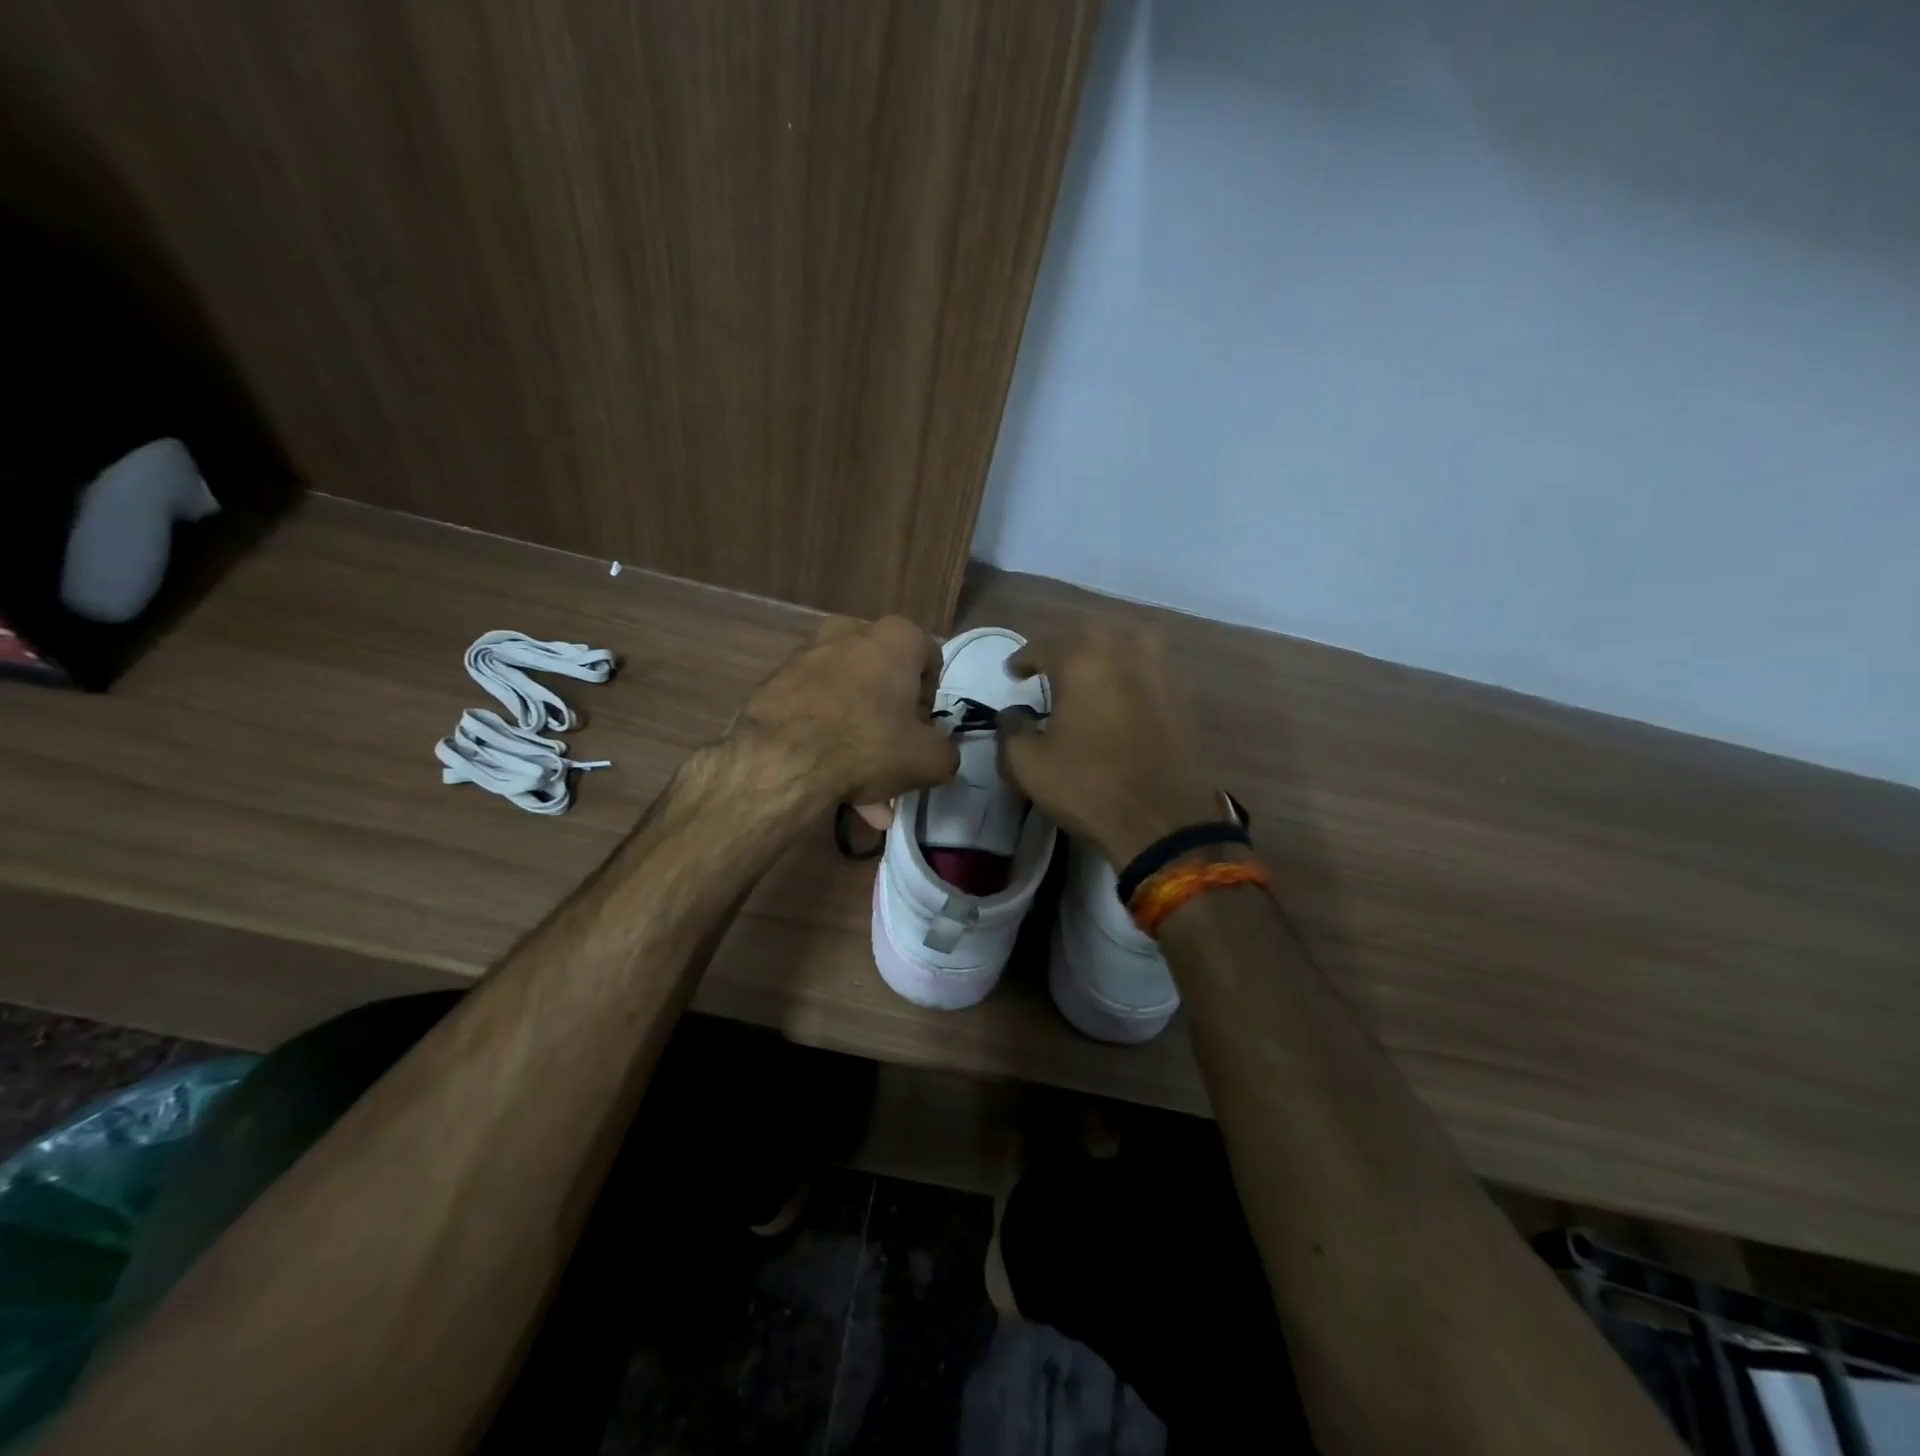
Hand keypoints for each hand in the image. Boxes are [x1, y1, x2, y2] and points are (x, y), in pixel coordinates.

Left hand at [737, 614, 958, 811]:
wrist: (781, 760)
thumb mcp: (930, 760)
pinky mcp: (775, 681)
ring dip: (856, 735)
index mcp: (896, 637)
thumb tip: (938, 751)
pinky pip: (813, 709)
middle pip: (883, 678)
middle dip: (889, 720)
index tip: (921, 731)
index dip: (929, 700)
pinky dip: (824, 736)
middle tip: (891, 760)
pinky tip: (827, 778)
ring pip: (846, 697)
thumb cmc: (868, 745)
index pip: (930, 659)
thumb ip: (946, 752)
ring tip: (860, 788)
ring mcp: (807, 654)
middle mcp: (850, 631)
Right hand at [995, 624, 1219, 865]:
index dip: (1023, 658)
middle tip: (1048, 667)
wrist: (1161, 819)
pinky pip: (1150, 666)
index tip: (1013, 672)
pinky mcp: (1182, 696)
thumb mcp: (1028, 764)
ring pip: (1128, 641)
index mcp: (1083, 659)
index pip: (1044, 645)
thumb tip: (1013, 713)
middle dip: (1064, 647)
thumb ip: (1011, 730)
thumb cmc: (1088, 785)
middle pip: (1089, 634)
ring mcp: (1160, 671)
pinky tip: (1120, 692)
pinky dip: (1130, 670)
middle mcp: (1124, 651)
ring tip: (1088, 671)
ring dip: (1104, 650)